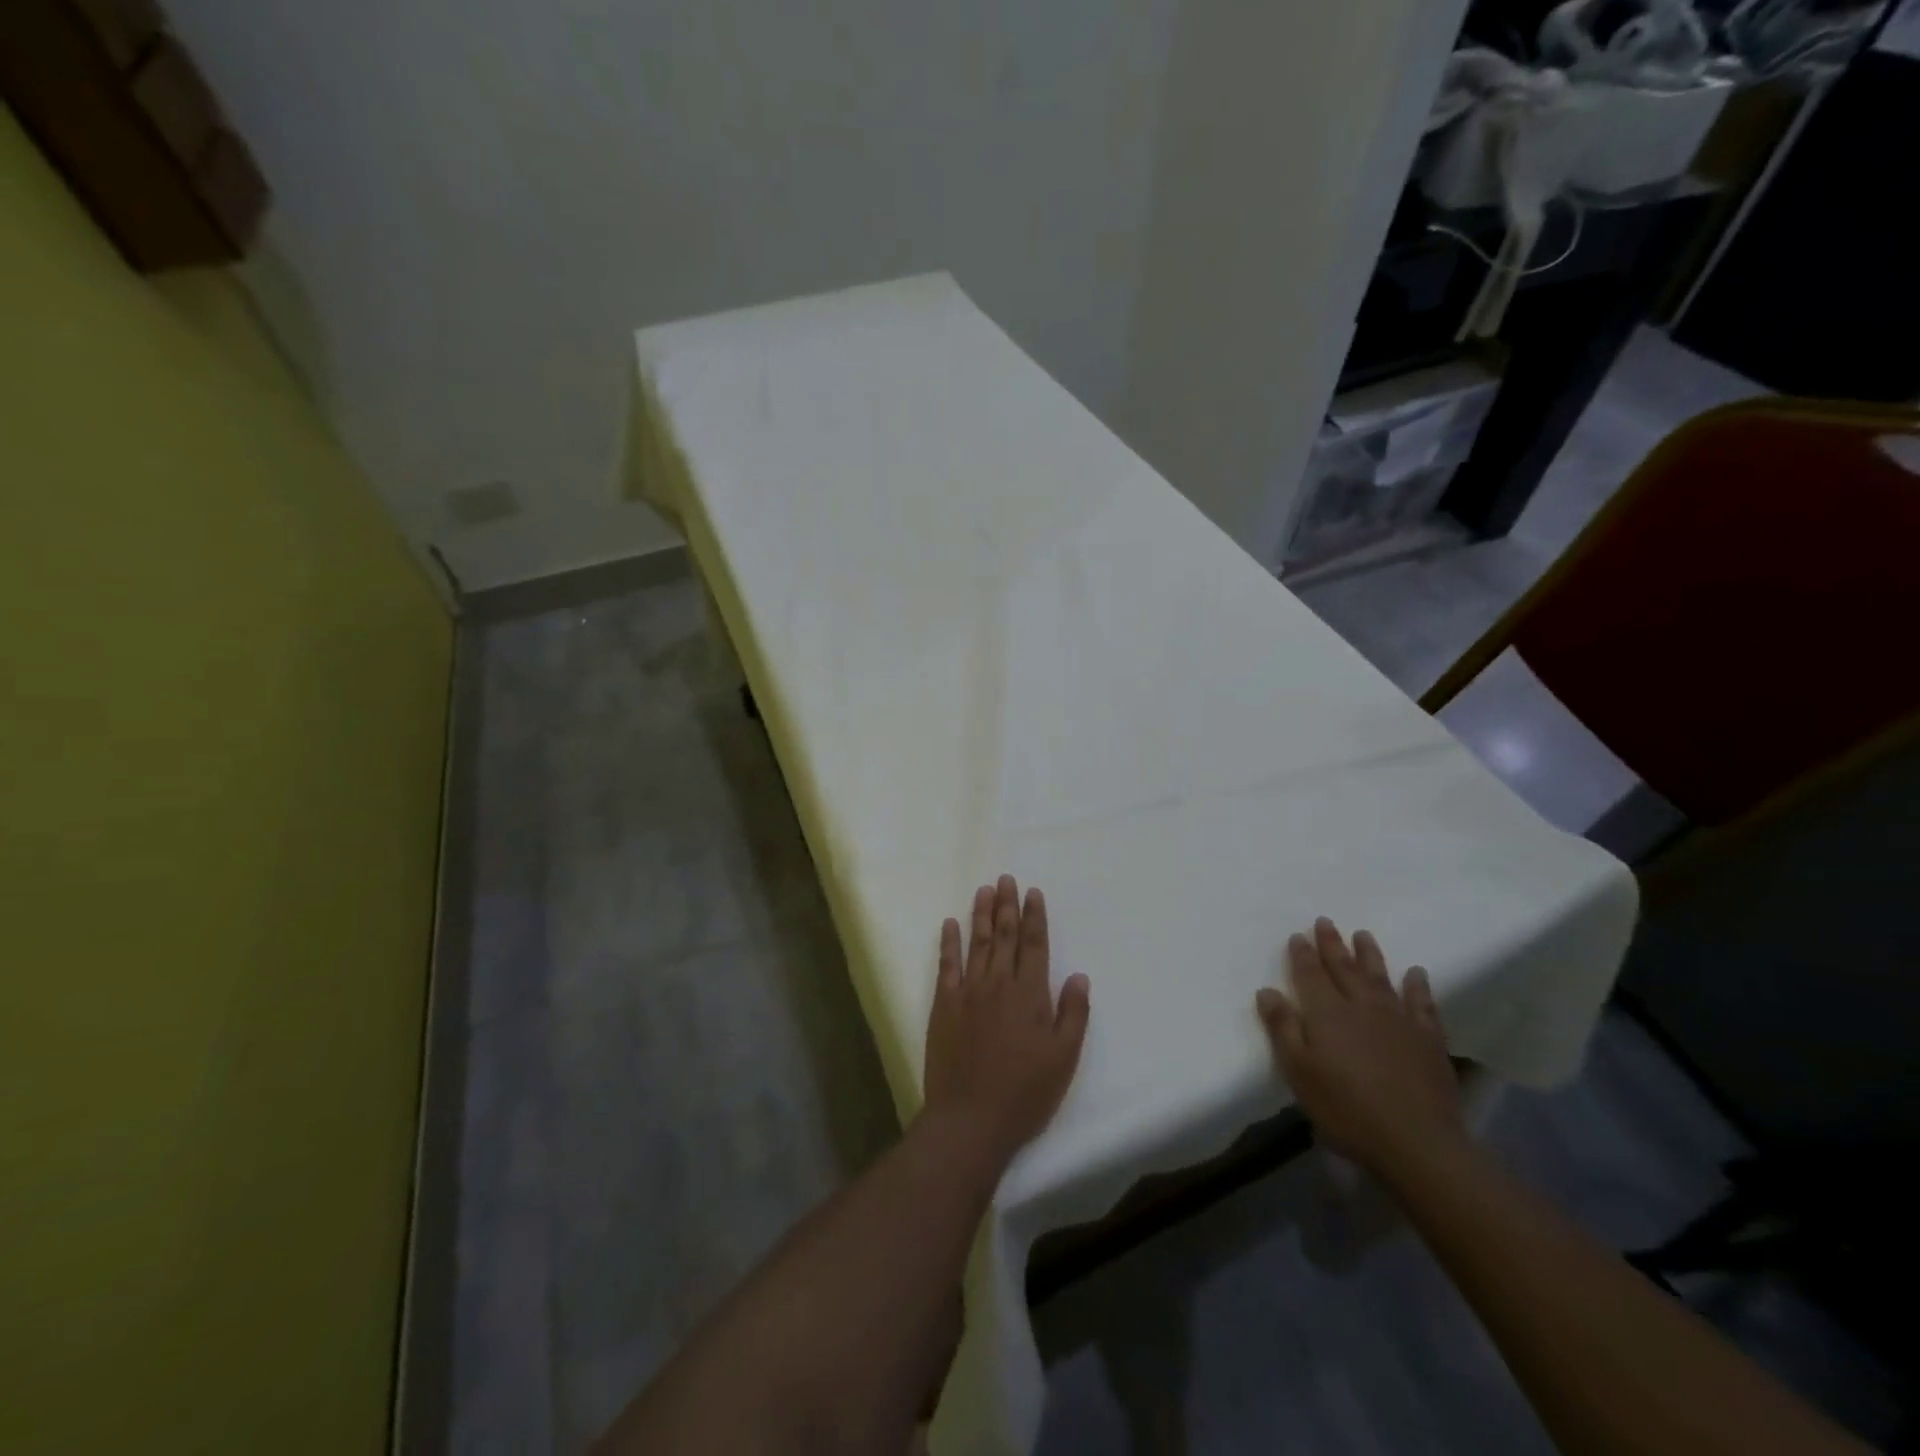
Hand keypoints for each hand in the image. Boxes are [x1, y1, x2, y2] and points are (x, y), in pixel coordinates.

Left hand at [923, 876, 1090, 1167]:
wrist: (970, 1119)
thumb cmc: (1025, 1093)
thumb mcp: (1063, 1059)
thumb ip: (1073, 1014)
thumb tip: (1079, 976)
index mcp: (1030, 994)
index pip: (1034, 945)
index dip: (1034, 917)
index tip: (1033, 892)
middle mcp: (999, 984)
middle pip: (1004, 936)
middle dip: (1007, 905)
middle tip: (1007, 879)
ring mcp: (968, 992)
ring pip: (976, 943)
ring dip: (980, 914)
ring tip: (984, 889)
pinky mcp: (944, 1005)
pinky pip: (946, 965)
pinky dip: (949, 942)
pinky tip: (950, 924)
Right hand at [1255, 918, 1463, 1177]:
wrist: (1417, 1142)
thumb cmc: (1346, 1109)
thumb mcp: (1299, 1072)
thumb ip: (1283, 1028)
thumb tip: (1267, 990)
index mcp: (1327, 1013)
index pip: (1310, 975)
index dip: (1302, 955)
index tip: (1298, 935)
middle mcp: (1362, 1007)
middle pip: (1344, 968)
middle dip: (1332, 945)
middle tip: (1325, 922)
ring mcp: (1399, 1020)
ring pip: (1380, 978)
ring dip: (1370, 955)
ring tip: (1363, 935)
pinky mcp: (1428, 1039)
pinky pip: (1422, 1004)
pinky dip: (1418, 986)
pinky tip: (1416, 973)